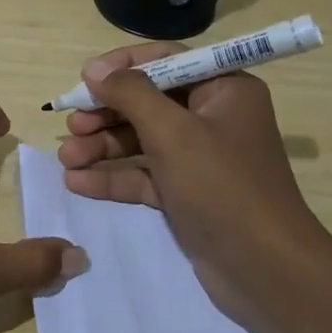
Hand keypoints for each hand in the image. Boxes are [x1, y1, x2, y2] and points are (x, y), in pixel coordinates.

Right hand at [56, 44, 329, 325]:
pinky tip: (77, 182)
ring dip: (102, 146)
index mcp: (224, 90)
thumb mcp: (172, 133)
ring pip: (141, 140)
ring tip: (66, 158)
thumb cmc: (222, 187)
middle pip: (148, 102)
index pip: (167, 61)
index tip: (85, 78)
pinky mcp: (187, 193)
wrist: (265, 271)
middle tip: (72, 125)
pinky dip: (113, 177)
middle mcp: (213, 117)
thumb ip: (130, 94)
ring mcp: (199, 158)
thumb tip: (95, 69)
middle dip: (106, 113)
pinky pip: (144, 175)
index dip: (123, 66)